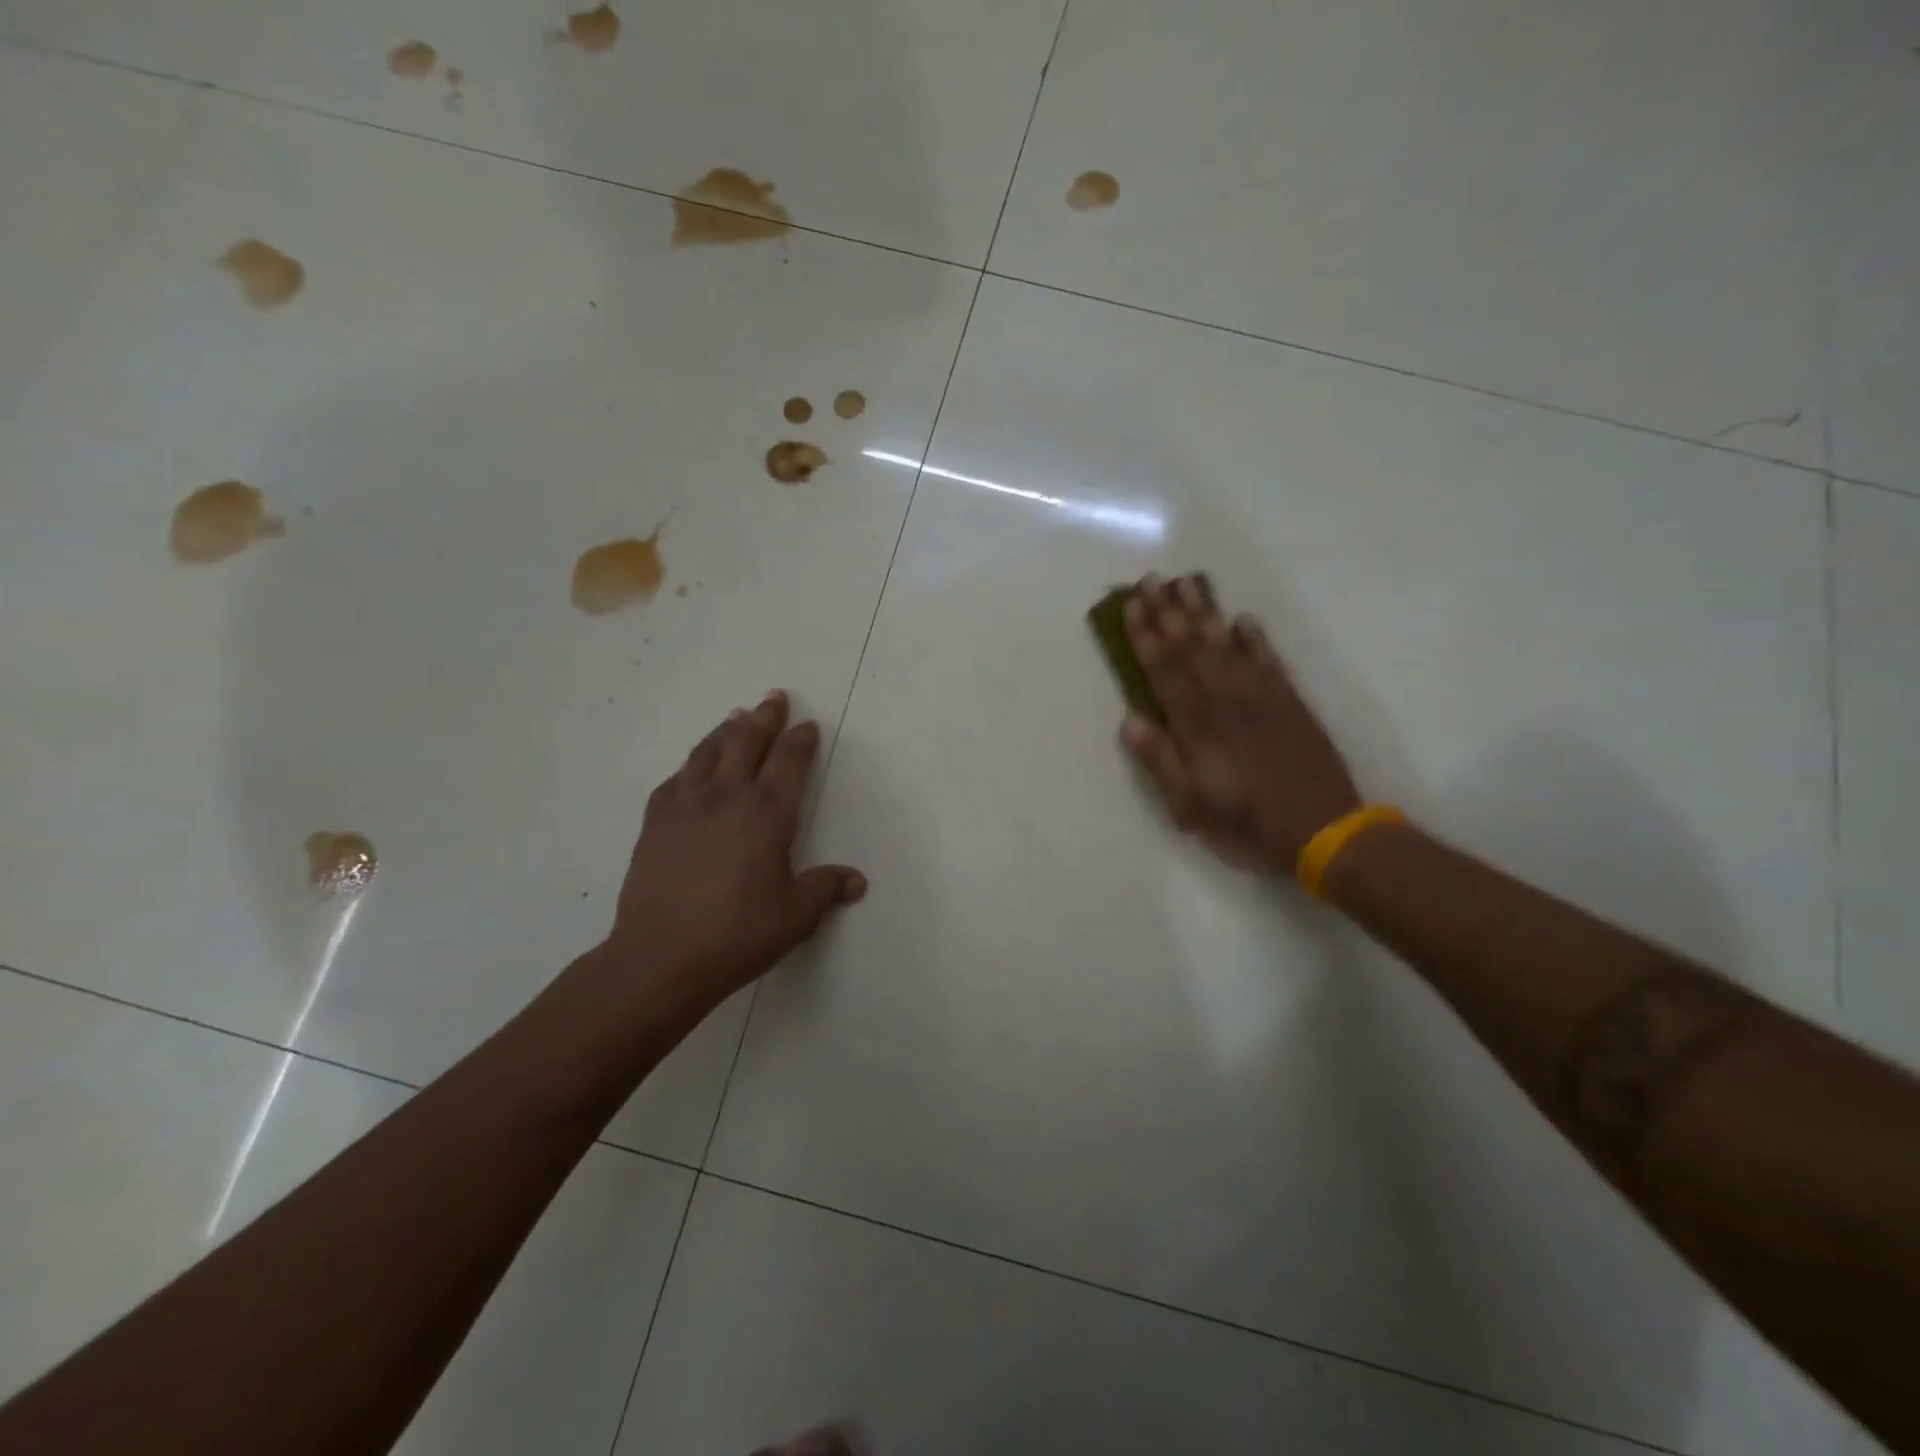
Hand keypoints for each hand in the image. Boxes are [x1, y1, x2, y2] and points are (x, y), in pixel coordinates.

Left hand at [605, 689, 865, 1015]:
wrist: (661, 957)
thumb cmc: (738, 934)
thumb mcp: (795, 916)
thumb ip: (825, 889)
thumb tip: (857, 881)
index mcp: (768, 814)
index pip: (790, 762)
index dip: (801, 740)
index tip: (808, 726)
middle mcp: (728, 797)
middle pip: (748, 741)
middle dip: (765, 717)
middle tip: (774, 697)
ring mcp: (686, 805)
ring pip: (708, 751)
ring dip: (726, 730)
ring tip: (736, 716)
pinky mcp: (655, 822)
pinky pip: (675, 779)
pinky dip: (691, 764)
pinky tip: (693, 767)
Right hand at [1121, 574, 1360, 873]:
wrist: (1325, 830)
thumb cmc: (1247, 824)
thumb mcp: (1191, 806)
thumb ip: (1161, 762)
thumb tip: (1130, 720)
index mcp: (1199, 727)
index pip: (1165, 671)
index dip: (1146, 637)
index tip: (1132, 604)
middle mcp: (1228, 701)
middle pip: (1193, 648)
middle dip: (1169, 612)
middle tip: (1152, 578)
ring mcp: (1263, 697)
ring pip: (1227, 645)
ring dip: (1205, 613)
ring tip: (1188, 583)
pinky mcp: (1291, 702)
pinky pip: (1268, 660)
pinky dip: (1254, 638)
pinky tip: (1242, 620)